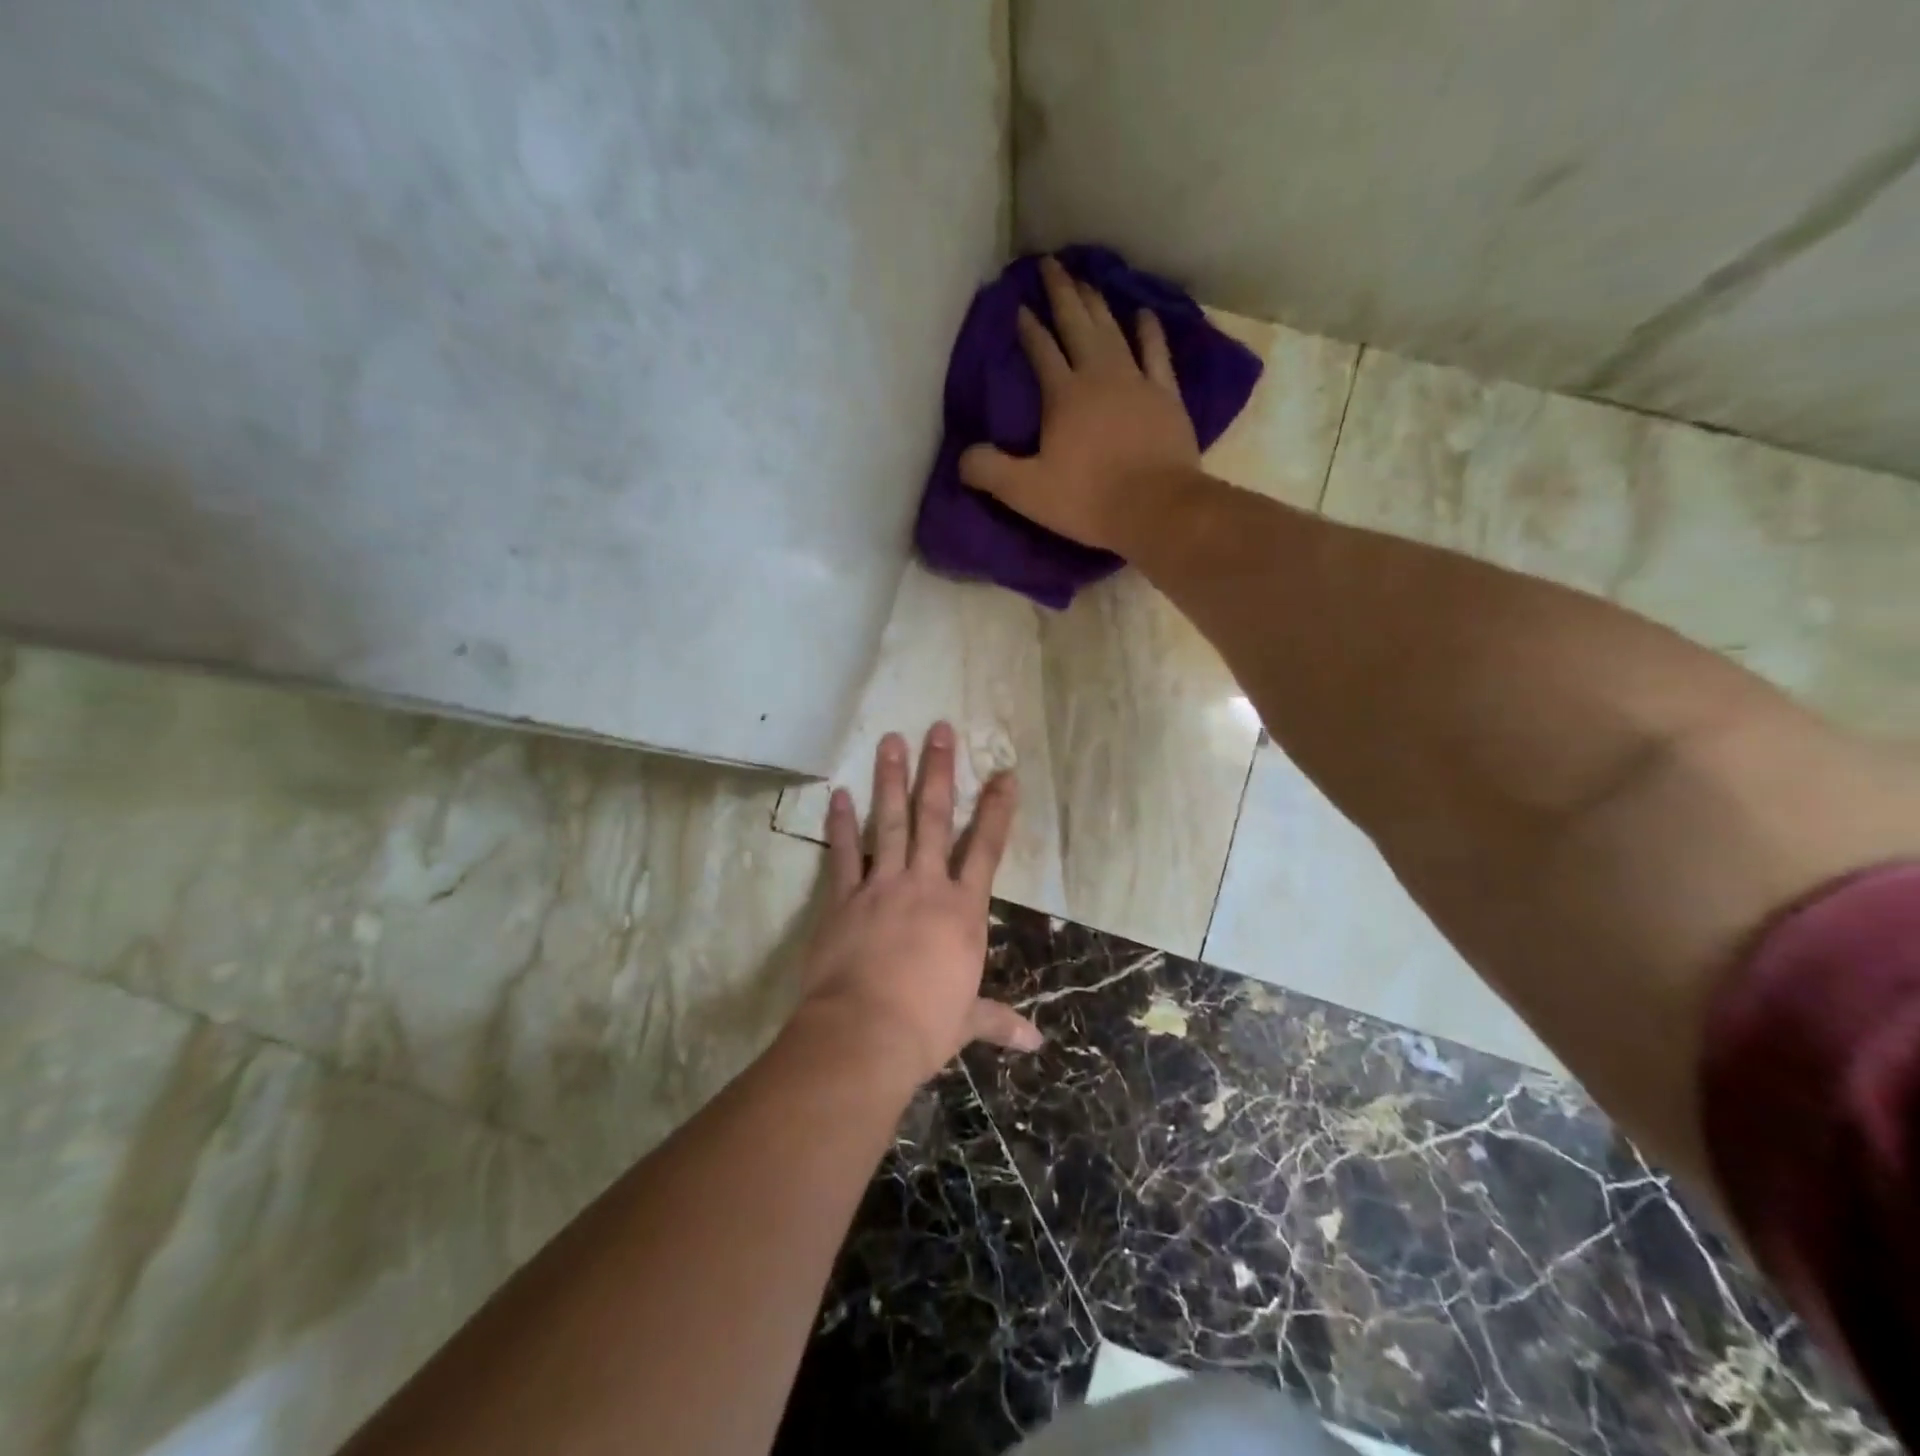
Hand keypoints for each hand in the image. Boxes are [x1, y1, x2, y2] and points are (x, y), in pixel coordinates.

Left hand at [790, 723, 1041, 1088]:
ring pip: (890, 822)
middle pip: (936, 818)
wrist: (865, 1033)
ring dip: (891, 779)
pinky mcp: (843, 898)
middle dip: (939, 771)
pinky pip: (843, 853)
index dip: (997, 810)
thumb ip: (998, 1022)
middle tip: (939, 729)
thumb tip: (1036, 1043)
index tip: (1004, 773)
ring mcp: (882, 886)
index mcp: (962, 911)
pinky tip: (839, 794)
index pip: (987, 849)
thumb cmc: (924, 1026)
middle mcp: (925, 886)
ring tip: (891, 740)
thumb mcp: (966, 1021)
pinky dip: (841, 824)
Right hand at [959, 254, 1200, 552]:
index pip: (1041, 350)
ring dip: (1097, 303)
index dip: (1028, 327)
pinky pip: (1156, 353)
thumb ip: (989, 472)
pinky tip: (1143, 313)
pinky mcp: (1166, 395)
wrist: (1156, 507)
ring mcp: (1136, 381)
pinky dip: (1148, 331)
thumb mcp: (1026, 492)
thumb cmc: (1088, 499)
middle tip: (1051, 264)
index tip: (1019, 305)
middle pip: (1077, 324)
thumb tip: (961, 458)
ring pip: (1113, 330)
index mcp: (1063, 395)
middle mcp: (1098, 375)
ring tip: (1086, 279)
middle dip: (1061, 294)